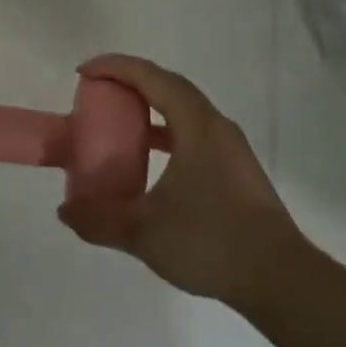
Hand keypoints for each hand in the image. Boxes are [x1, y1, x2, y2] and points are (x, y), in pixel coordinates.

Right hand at [58, 54, 302, 305]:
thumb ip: (100, 219)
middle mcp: (216, 125)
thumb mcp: (145, 232)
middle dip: (131, 81)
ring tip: (121, 122)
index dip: (114, 67)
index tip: (83, 73)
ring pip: (184, 109)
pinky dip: (167, 133)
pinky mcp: (236, 170)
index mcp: (196, 125)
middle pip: (169, 85)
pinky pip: (194, 133)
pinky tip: (153, 159)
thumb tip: (65, 210)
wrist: (280, 279)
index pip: (151, 77)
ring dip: (151, 107)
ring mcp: (230, 148)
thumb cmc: (211, 241)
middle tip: (98, 91)